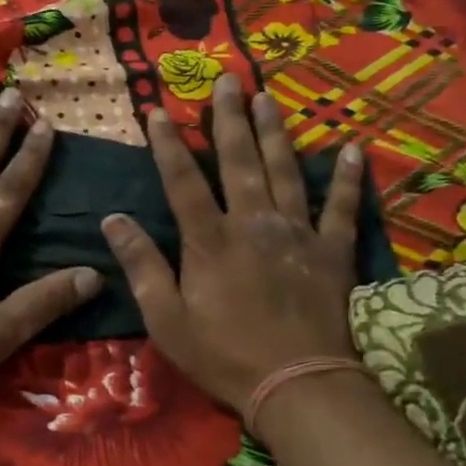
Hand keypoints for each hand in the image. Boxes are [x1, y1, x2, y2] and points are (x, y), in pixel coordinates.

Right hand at [101, 75, 364, 420]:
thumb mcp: (166, 319)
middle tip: (227, 80)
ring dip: (275, 132)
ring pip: (285, 171)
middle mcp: (253, 224)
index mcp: (209, 240)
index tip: (159, 110)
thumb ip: (142, 265)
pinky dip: (348, 179)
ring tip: (267, 97)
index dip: (169, 144)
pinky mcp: (331, 252)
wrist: (297, 385)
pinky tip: (353, 149)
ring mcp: (296, 234)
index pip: (183, 180)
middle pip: (239, 161)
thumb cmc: (223, 355)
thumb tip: (112, 219)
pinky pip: (341, 208)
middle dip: (229, 118)